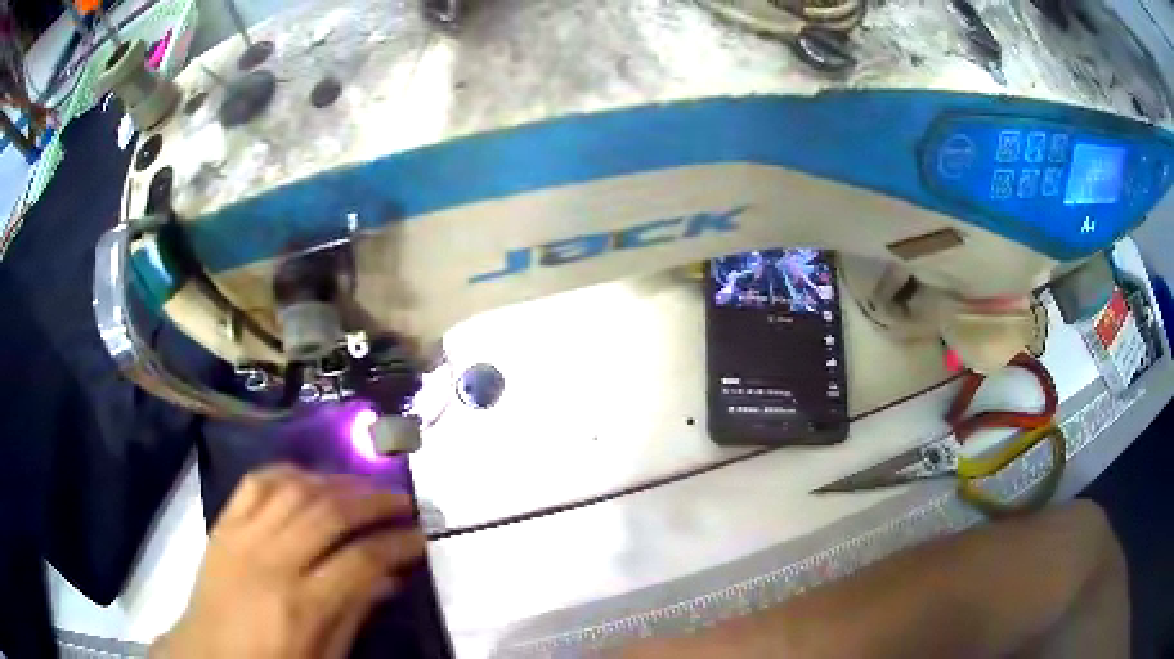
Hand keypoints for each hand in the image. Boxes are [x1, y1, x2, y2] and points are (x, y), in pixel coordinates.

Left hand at [152, 464, 425, 658]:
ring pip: (295, 488)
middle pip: (330, 512)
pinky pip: (256, 482)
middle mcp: (272, 561)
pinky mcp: (223, 523)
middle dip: (374, 502)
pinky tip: (309, 477)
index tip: (421, 537)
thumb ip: (356, 615)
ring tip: (363, 486)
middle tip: (403, 502)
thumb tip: (389, 577)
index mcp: (302, 606)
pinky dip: (288, 472)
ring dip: (336, 480)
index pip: (361, 559)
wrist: (207, 656)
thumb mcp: (325, 658)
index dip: (398, 544)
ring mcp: (242, 536)